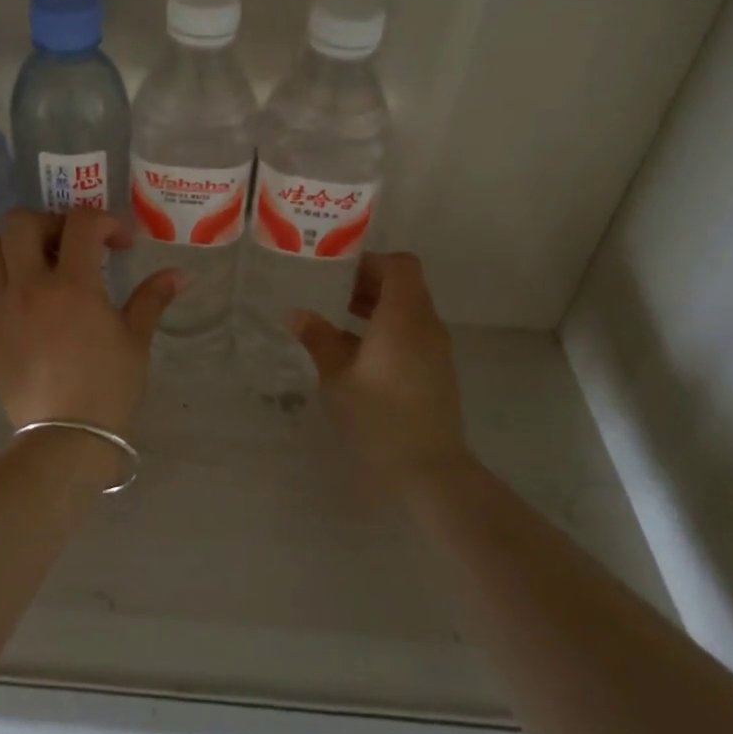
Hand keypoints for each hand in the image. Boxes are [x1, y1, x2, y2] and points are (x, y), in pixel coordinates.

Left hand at [0, 208, 182, 433]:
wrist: (65, 439)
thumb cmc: (108, 386)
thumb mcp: (135, 339)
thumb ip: (152, 298)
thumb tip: (179, 274)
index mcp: (71, 284)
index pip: (80, 223)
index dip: (103, 222)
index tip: (118, 244)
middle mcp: (27, 287)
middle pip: (19, 223)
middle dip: (47, 223)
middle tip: (68, 246)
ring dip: (16, 250)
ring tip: (37, 271)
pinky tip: (13, 306)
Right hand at [289, 252, 468, 479]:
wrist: (430, 472)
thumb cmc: (378, 418)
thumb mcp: (337, 378)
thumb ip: (319, 340)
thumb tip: (297, 314)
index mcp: (403, 317)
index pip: (400, 265)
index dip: (370, 261)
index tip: (337, 269)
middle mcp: (425, 325)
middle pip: (404, 285)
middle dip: (369, 282)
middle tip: (330, 291)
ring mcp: (435, 350)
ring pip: (408, 310)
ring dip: (377, 307)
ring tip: (338, 318)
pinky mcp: (435, 371)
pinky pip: (411, 333)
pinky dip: (387, 329)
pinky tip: (356, 351)